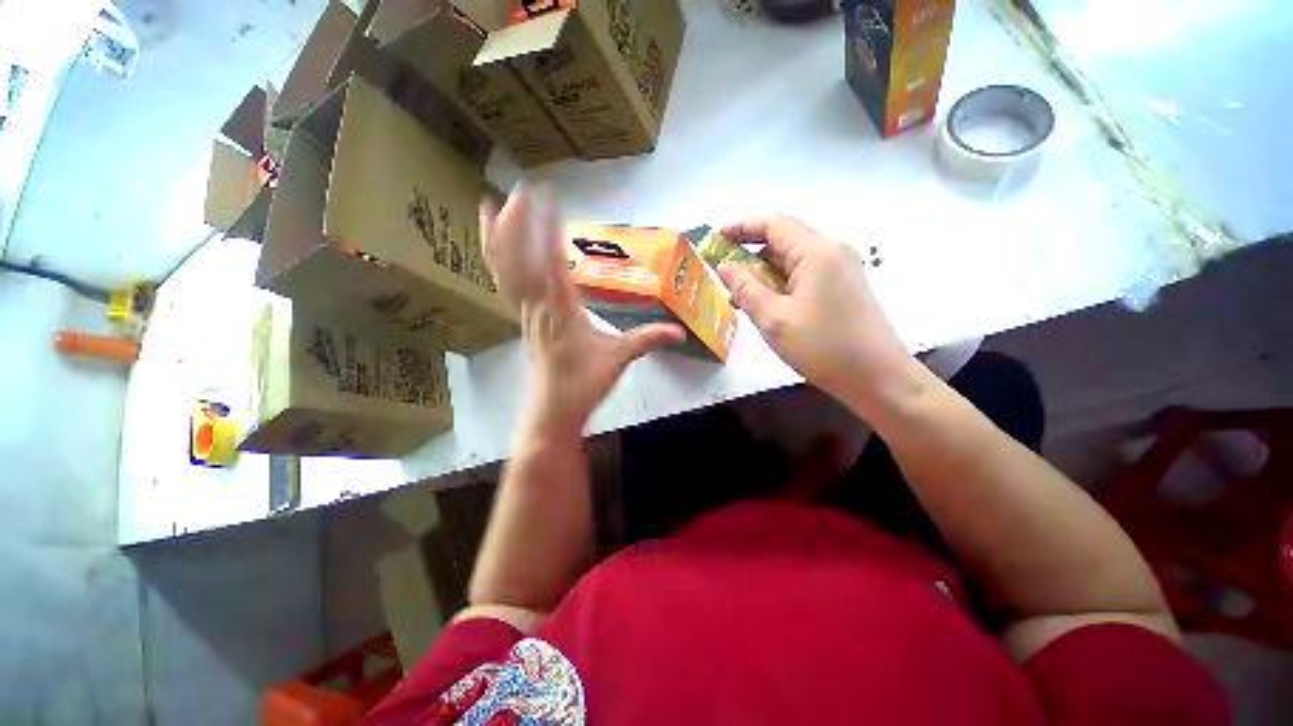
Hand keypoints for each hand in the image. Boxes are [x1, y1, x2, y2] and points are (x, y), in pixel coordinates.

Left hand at [480, 186, 683, 436]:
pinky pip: (505, 284)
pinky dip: (496, 261)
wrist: (554, 411)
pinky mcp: (522, 320)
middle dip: (517, 223)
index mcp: (564, 310)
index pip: (553, 262)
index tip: (549, 197)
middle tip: (520, 191)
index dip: (548, 228)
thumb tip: (680, 332)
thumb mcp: (619, 359)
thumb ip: (648, 340)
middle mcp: (539, 306)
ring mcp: (526, 313)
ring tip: (488, 205)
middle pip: (519, 260)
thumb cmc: (584, 384)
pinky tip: (495, 248)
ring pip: (505, 270)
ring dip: (497, 237)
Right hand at [716, 215, 914, 405]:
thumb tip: (725, 266)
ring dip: (764, 272)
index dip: (741, 227)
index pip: (773, 224)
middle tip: (723, 274)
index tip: (715, 238)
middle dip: (750, 253)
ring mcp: (842, 269)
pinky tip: (767, 305)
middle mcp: (832, 251)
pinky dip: (781, 283)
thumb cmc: (823, 348)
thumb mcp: (773, 319)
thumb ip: (745, 288)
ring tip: (740, 297)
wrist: (878, 378)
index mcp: (816, 252)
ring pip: (793, 259)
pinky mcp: (844, 286)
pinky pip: (805, 274)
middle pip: (784, 240)